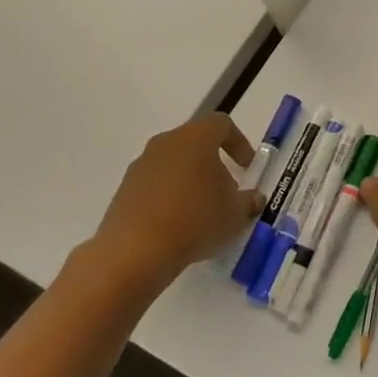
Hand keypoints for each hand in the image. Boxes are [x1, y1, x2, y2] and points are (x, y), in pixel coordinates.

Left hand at [86, 115, 257, 296]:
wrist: (134, 253)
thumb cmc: (195, 220)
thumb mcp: (235, 214)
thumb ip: (249, 201)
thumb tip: (254, 199)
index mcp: (196, 138)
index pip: (222, 124)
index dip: (239, 142)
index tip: (247, 167)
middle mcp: (165, 143)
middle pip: (195, 143)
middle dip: (213, 164)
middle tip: (226, 192)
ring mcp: (140, 166)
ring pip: (173, 164)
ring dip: (189, 181)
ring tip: (201, 213)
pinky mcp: (123, 191)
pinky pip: (154, 186)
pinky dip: (168, 198)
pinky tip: (176, 226)